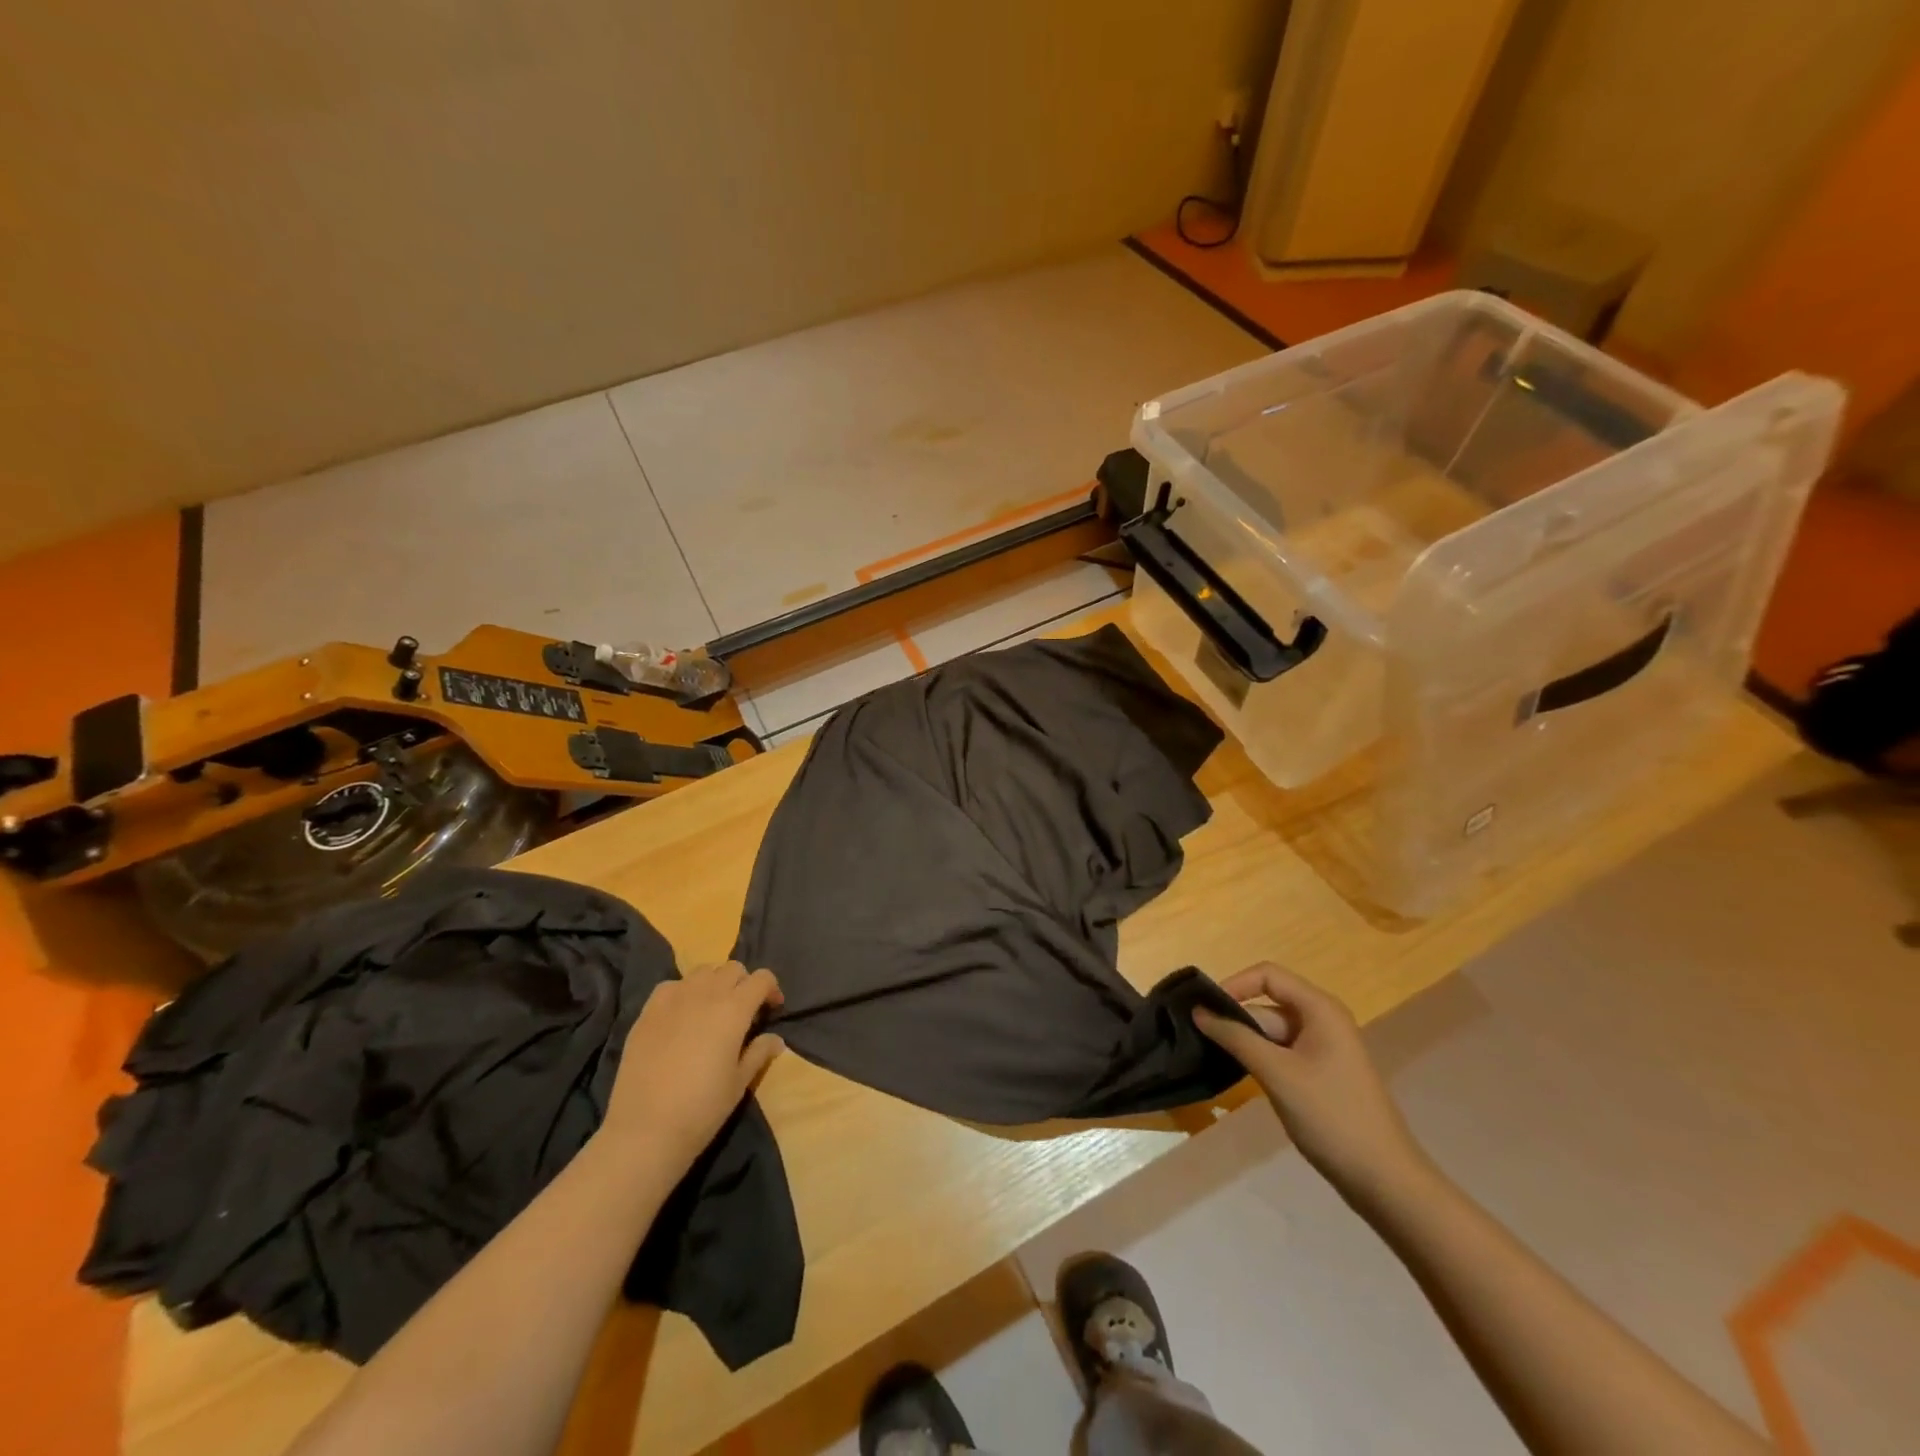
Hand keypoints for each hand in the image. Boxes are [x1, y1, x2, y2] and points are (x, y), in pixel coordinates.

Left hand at [601, 961, 785, 1175]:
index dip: (771, 989)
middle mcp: (705, 994)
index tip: (771, 1009)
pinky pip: (671, 985)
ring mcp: (673, 999)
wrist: (645, 1130)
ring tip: (712, 1009)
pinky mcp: (647, 1011)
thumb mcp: (739, 1083)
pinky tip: (681, 1015)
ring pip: (702, 972)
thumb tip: (775, 1040)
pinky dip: (683, 992)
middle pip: (732, 969)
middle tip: (743, 1010)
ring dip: (714, 983)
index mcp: (734, 1010)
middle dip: (743, 983)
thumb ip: (759, 1053)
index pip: (761, 978)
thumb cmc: (702, 1109)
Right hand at [1193, 962, 1427, 1201]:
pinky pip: (1282, 1052)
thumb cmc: (1331, 1115)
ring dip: (1246, 1041)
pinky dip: (1260, 1059)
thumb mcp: (1277, 1073)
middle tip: (1201, 1039)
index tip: (1205, 1010)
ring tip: (1213, 1056)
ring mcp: (1323, 1048)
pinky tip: (1241, 1075)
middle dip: (1236, 1018)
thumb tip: (1198, 1011)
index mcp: (1320, 1009)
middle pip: (1268, 1003)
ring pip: (1272, 1031)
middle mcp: (1323, 1020)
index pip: (1267, 975)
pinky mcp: (1320, 1073)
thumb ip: (1235, 1037)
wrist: (1384, 1179)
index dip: (1234, 985)